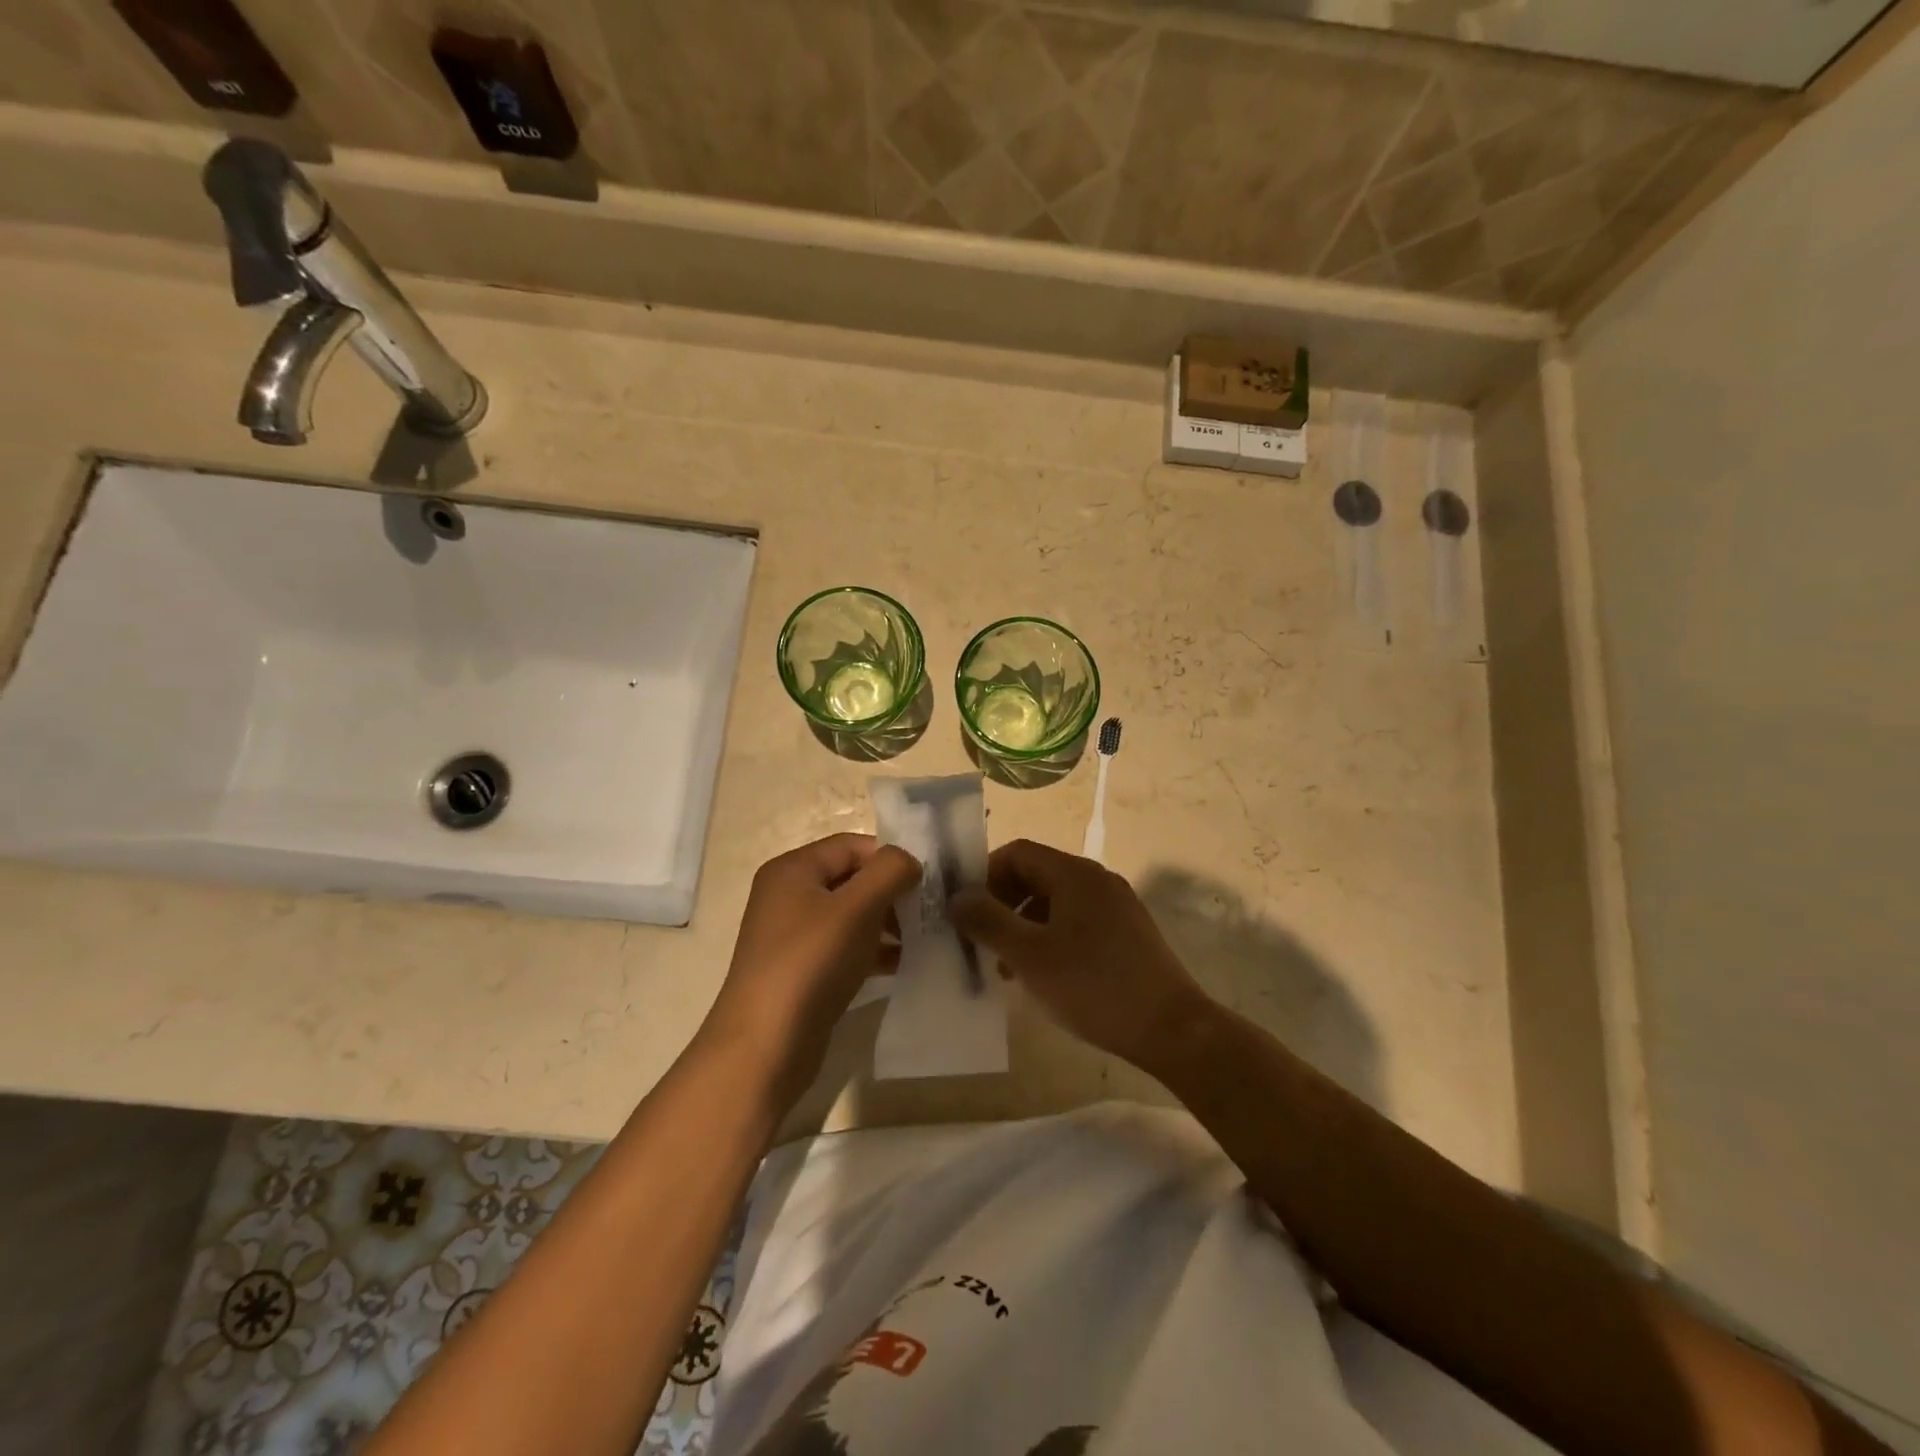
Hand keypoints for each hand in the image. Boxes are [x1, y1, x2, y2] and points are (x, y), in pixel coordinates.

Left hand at [702, 833, 919, 1109]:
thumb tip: (910, 861)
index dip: (890, 858)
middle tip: (929, 911)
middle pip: (853, 879)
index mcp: (793, 869)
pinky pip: (845, 947)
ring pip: (852, 915)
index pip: (853, 845)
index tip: (927, 882)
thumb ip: (890, 872)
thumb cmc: (810, 963)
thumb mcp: (856, 908)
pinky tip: (903, 964)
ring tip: (923, 938)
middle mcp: (789, 895)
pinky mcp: (803, 970)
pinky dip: (874, 951)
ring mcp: (794, 935)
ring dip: (887, 923)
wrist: (764, 1047)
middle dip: (892, 892)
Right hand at [948, 839, 1211, 1074]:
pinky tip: (1042, 975)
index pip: (1017, 852)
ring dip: (1023, 925)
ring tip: (1006, 967)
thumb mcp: (1030, 955)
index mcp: (1074, 873)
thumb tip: (957, 898)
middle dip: (1002, 903)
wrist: (1172, 1029)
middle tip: (980, 941)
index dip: (984, 875)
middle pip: (1035, 874)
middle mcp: (1096, 879)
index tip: (966, 912)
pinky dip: (1050, 938)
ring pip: (1055, 901)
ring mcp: (1116, 906)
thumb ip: (988, 921)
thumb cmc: (1094, 986)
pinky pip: (1076, 921)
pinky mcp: (1127, 933)